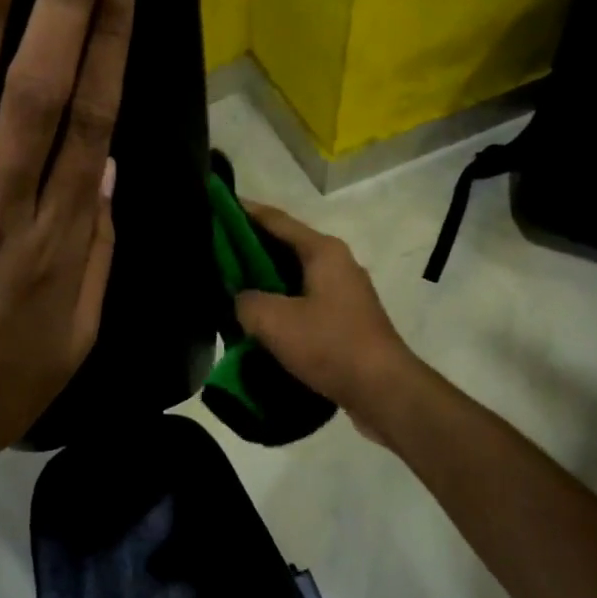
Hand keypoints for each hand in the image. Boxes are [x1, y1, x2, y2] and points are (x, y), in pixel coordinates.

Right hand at [235, 203, 419, 436]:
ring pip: (292, 276)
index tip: (214, 206)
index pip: (275, 219)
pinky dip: (279, 304)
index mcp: (322, 251)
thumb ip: (246, 302)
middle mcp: (336, 263)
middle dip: (248, 248)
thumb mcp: (274, 321)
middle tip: (212, 252)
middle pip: (284, 246)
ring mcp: (343, 293)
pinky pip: (302, 301)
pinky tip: (256, 320)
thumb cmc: (330, 345)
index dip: (242, 212)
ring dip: (263, 280)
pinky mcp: (344, 320)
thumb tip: (241, 300)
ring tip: (227, 286)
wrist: (384, 391)